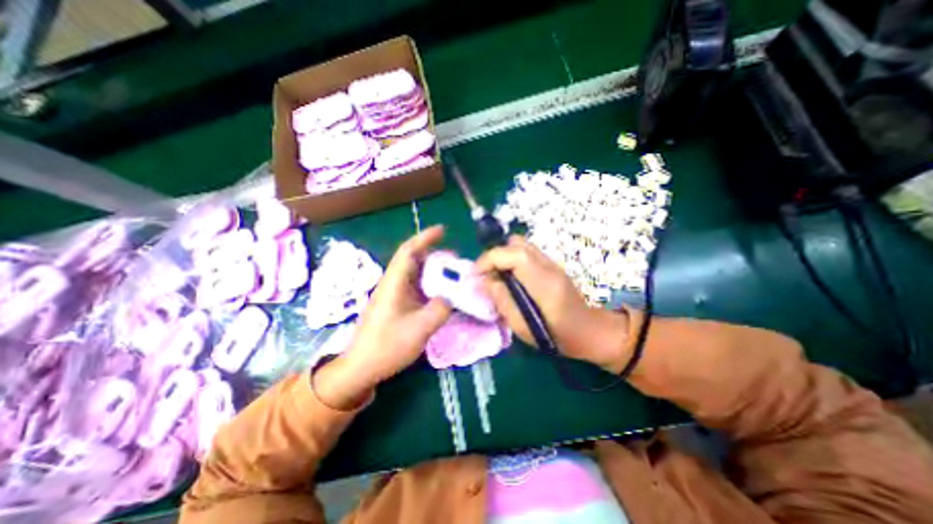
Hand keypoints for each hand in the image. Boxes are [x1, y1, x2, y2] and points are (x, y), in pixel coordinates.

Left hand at [314, 226, 452, 408]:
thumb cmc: (387, 346)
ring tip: (452, 275)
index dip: (425, 237)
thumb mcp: (419, 329)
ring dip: (433, 271)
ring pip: (415, 274)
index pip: (408, 251)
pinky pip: (415, 287)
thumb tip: (452, 297)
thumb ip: (440, 309)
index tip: (443, 230)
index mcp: (394, 283)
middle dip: (434, 255)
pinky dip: (430, 285)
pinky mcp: (396, 304)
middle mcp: (393, 284)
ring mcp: (394, 294)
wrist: (362, 367)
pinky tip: (441, 293)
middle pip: (413, 260)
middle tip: (455, 260)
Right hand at [476, 236, 630, 370]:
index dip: (490, 259)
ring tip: (496, 276)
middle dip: (494, 256)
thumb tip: (484, 281)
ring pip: (521, 245)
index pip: (514, 254)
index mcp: (544, 282)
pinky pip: (526, 252)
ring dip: (503, 256)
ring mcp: (552, 263)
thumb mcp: (524, 328)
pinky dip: (512, 259)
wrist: (590, 331)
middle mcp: (548, 266)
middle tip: (484, 275)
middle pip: (516, 244)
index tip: (476, 274)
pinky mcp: (551, 265)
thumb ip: (502, 301)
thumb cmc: (558, 336)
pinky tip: (510, 277)